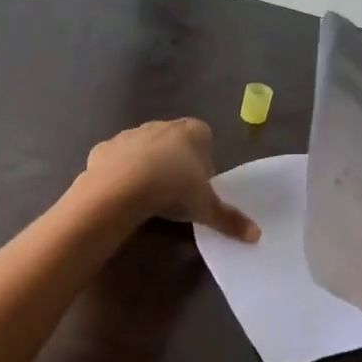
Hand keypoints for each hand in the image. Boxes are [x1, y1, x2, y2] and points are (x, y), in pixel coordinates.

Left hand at [84, 118, 258, 241]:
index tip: (199, 184)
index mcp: (192, 132)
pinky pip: (116, 159)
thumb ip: (229, 219)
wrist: (123, 187)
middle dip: (174, 161)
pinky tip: (121, 194)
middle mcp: (162, 126)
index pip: (204, 138)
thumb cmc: (174, 189)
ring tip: (147, 196)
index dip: (203, 161)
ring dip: (146, 165)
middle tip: (175, 192)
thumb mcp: (206, 207)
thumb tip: (256, 235)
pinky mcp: (104, 147)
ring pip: (143, 148)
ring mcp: (131, 134)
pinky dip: (119, 173)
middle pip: (173, 141)